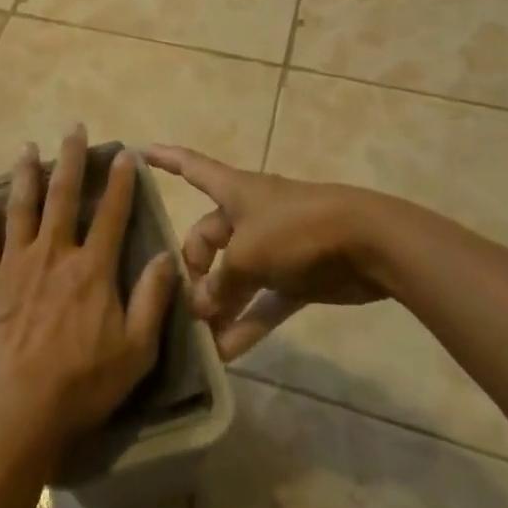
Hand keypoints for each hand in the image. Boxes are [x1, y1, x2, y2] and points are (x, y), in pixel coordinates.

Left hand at [0, 127, 177, 466]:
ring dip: (24, 175)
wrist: (14, 409)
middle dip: (70, 159)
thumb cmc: (81, 384)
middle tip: (73, 128)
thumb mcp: (135, 351)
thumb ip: (152, 300)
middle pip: (62, 196)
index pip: (111, 214)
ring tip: (27, 148)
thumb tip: (167, 257)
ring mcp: (14, 265)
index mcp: (91, 269)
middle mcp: (52, 254)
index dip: (120, 181)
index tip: (124, 153)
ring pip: (20, 208)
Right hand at [144, 145, 448, 359]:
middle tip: (185, 305)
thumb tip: (200, 309)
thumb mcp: (248, 255)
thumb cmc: (297, 229)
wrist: (371, 244)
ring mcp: (274, 247)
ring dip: (219, 305)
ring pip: (234, 276)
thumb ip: (220, 283)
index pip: (190, 166)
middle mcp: (249, 215)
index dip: (163, 159)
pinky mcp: (297, 277)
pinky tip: (228, 353)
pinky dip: (247, 322)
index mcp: (234, 191)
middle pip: (207, 238)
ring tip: (198, 338)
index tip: (136, 154)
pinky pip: (263, 301)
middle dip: (194, 270)